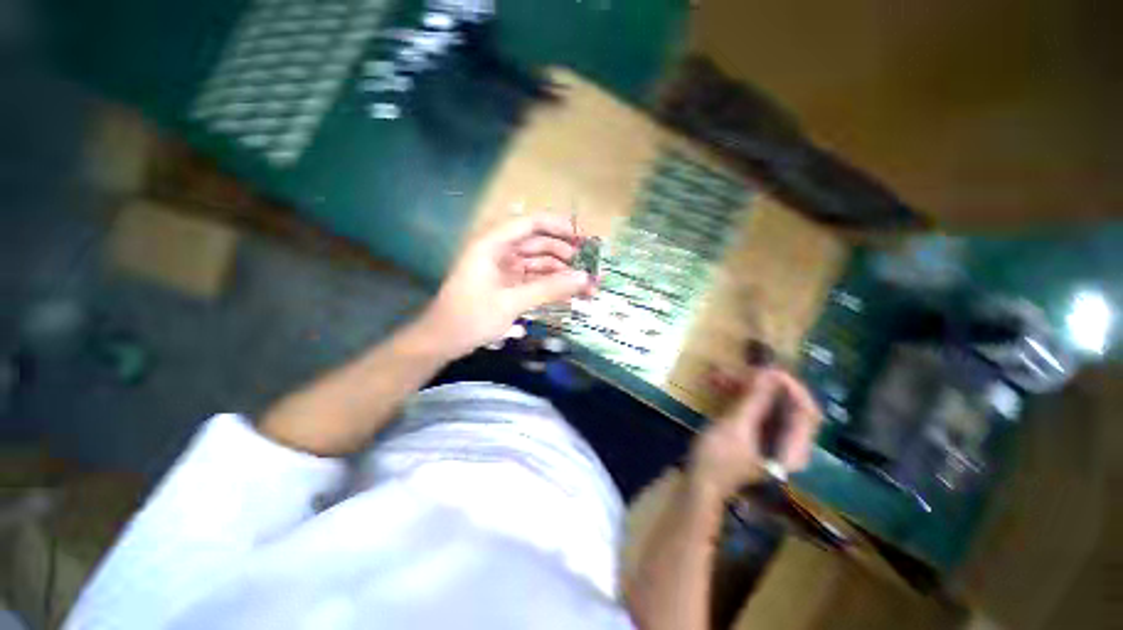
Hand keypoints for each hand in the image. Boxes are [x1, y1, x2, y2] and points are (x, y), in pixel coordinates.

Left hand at [417, 215, 595, 357]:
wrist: (443, 341)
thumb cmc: (471, 317)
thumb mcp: (512, 302)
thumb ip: (549, 289)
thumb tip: (584, 279)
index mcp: (492, 243)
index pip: (530, 223)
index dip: (559, 226)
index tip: (583, 238)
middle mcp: (499, 250)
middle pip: (538, 243)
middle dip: (564, 254)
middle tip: (590, 267)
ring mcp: (503, 268)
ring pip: (538, 262)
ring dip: (560, 272)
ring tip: (585, 285)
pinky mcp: (507, 284)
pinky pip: (533, 278)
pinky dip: (550, 284)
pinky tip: (568, 292)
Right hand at [687, 369, 821, 499]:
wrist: (698, 483)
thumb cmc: (718, 460)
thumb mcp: (735, 427)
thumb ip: (755, 400)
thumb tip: (769, 372)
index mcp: (793, 448)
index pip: (807, 411)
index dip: (791, 387)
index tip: (768, 370)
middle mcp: (787, 442)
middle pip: (786, 405)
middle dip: (762, 385)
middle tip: (740, 371)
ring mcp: (769, 438)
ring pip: (766, 404)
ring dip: (745, 387)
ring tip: (721, 374)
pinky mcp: (751, 434)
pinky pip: (751, 408)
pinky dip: (737, 395)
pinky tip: (717, 384)